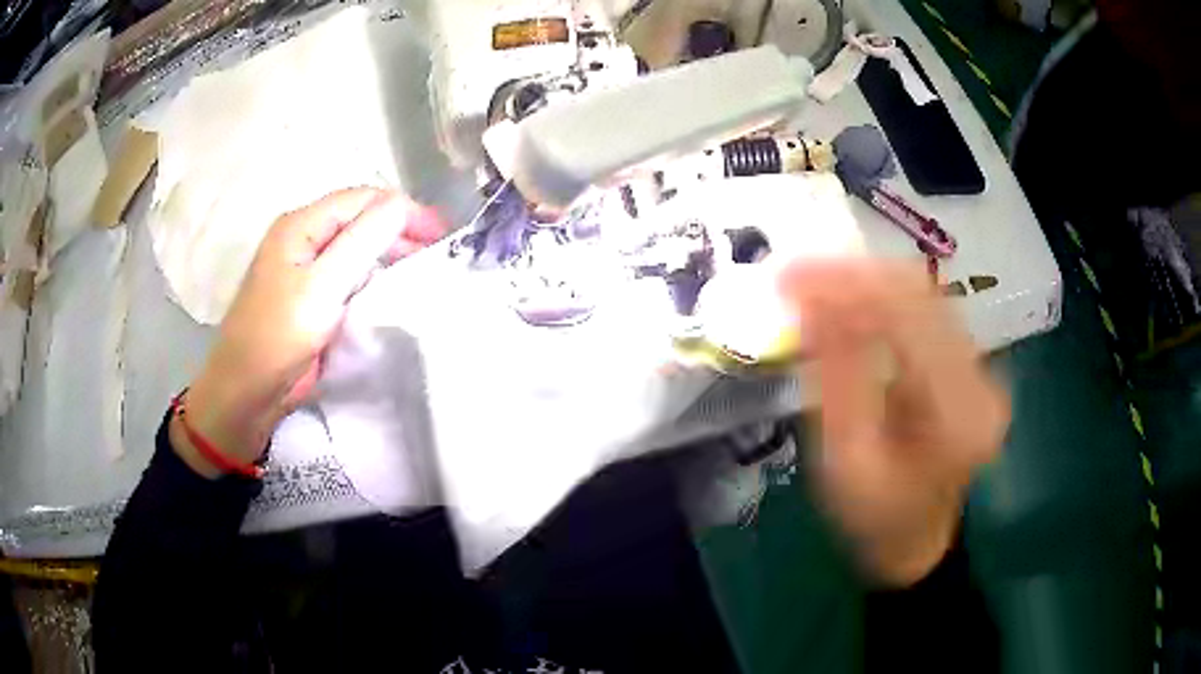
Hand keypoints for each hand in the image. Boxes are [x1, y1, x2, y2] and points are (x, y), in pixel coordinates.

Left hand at [173, 188, 444, 477]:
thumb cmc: (278, 336)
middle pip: (359, 220)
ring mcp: (306, 269)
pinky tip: (393, 288)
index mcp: (301, 225)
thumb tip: (401, 205)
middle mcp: (304, 239)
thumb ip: (362, 241)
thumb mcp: (322, 286)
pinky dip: (374, 277)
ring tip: (422, 269)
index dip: (403, 210)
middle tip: (437, 254)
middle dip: (399, 230)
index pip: (362, 200)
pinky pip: (349, 275)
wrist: (246, 393)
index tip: (441, 235)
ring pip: (356, 247)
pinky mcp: (311, 297)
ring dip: (388, 254)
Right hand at [781, 261, 1009, 585]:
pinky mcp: (971, 365)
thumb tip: (813, 301)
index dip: (848, 285)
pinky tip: (849, 299)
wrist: (917, 541)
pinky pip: (927, 312)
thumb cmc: (875, 518)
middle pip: (921, 295)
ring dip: (868, 280)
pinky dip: (884, 298)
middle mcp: (981, 381)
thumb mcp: (845, 459)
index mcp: (956, 414)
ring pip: (925, 295)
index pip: (908, 319)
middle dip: (855, 274)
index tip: (790, 275)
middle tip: (797, 272)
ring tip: (816, 280)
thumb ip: (836, 377)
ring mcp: (982, 369)